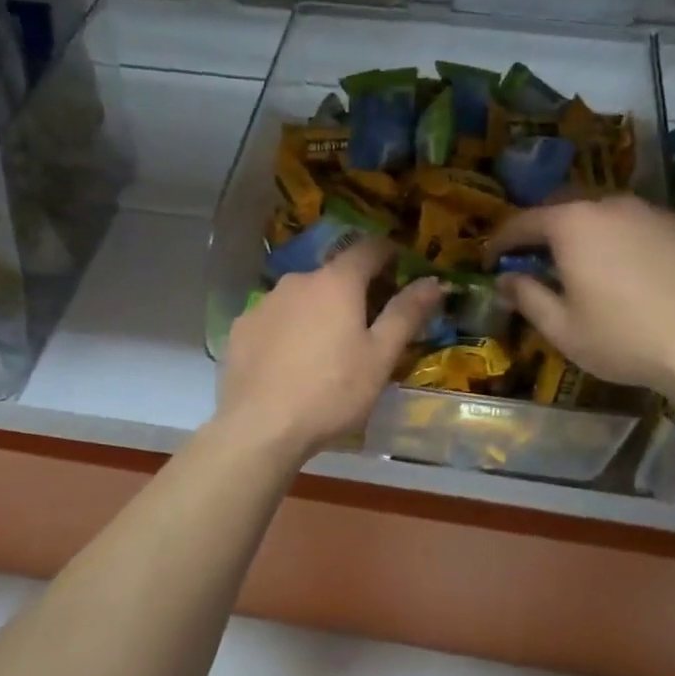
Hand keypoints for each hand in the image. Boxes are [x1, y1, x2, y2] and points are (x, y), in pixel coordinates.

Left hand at [217, 239, 443, 461]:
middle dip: (354, 290)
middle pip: (333, 275)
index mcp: (336, 282)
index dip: (389, 255)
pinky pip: (275, 319)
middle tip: (368, 324)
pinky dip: (289, 330)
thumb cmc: (332, 391)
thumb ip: (406, 314)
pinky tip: (291, 362)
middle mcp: (297, 281)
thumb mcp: (380, 357)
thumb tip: (434, 280)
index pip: (369, 248)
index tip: (401, 270)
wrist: (260, 426)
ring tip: (327, 349)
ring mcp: (264, 303)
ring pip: (301, 298)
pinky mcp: (240, 329)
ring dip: (319, 311)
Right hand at [489, 194, 674, 404]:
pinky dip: (624, 241)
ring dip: (585, 233)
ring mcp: (652, 212)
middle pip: (564, 208)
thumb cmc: (622, 338)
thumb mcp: (561, 328)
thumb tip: (505, 280)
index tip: (491, 261)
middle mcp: (610, 206)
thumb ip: (527, 296)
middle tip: (534, 259)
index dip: (501, 241)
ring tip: (583, 263)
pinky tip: (630, 271)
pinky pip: (641, 226)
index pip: (523, 222)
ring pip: (606, 214)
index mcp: (572, 225)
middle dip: (543, 231)